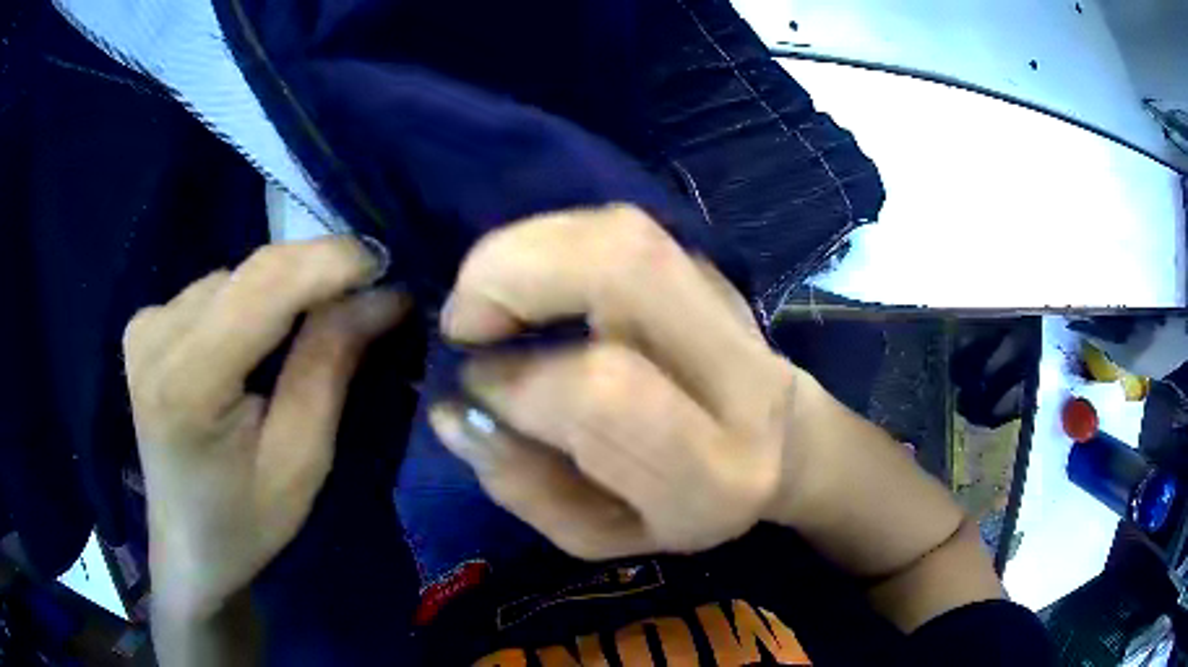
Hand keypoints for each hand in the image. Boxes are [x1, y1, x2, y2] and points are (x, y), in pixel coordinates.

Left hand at [123, 237, 408, 620]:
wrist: (188, 547)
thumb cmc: (246, 521)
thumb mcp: (301, 459)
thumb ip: (330, 365)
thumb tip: (381, 293)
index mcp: (187, 381)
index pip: (265, 285)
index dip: (330, 262)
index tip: (386, 265)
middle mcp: (155, 335)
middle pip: (251, 272)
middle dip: (315, 274)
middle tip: (366, 295)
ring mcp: (145, 325)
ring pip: (236, 277)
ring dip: (282, 293)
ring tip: (310, 329)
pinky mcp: (144, 325)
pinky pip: (215, 291)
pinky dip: (250, 304)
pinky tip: (256, 343)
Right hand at [431, 206, 803, 558]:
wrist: (776, 449)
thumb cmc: (683, 508)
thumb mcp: (598, 534)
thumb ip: (523, 485)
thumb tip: (452, 411)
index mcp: (715, 471)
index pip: (604, 393)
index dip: (514, 382)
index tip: (472, 388)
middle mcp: (739, 375)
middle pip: (624, 270)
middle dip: (510, 277)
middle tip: (463, 322)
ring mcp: (732, 305)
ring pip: (621, 234)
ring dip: (522, 250)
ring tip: (485, 302)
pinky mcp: (713, 267)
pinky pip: (619, 228)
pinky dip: (548, 242)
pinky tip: (526, 284)